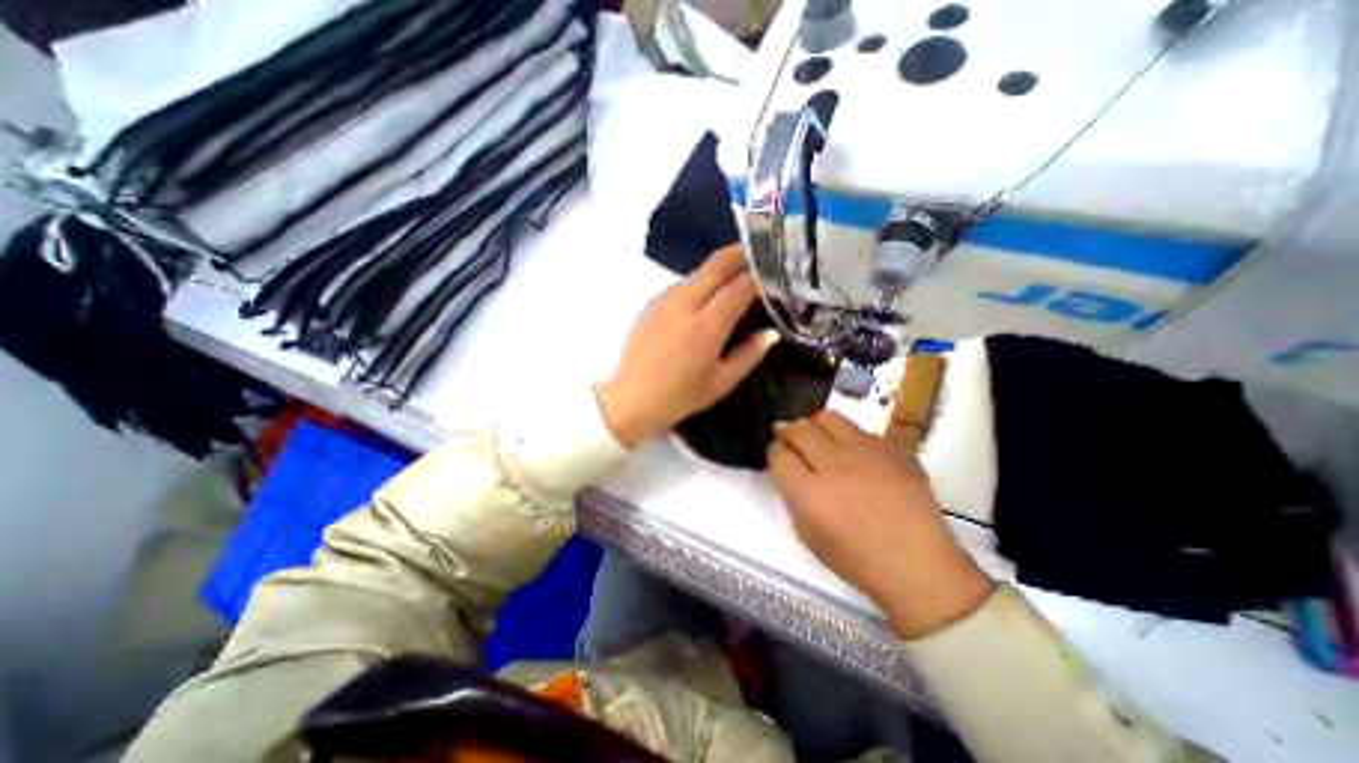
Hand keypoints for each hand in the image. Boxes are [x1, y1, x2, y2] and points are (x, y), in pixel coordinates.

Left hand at [598, 244, 779, 450]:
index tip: (770, 273)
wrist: (631, 399)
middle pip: (715, 266)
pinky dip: (697, 284)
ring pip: (696, 273)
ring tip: (731, 278)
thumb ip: (749, 354)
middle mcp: (684, 305)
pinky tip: (702, 298)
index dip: (757, 276)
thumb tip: (771, 332)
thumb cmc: (680, 396)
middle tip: (755, 254)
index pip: (738, 287)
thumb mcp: (721, 382)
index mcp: (706, 327)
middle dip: (738, 254)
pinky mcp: (650, 304)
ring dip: (716, 270)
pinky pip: (679, 285)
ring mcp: (663, 301)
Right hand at [770, 411, 993, 638]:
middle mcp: (836, 465)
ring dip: (815, 426)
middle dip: (788, 432)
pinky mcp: (893, 448)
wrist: (919, 566)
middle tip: (790, 440)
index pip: (779, 454)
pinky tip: (853, 454)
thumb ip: (792, 494)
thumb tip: (788, 465)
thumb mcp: (808, 534)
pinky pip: (859, 430)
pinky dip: (847, 437)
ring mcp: (867, 453)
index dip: (774, 453)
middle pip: (799, 430)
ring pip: (827, 418)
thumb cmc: (856, 560)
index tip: (779, 457)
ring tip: (818, 438)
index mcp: (810, 494)